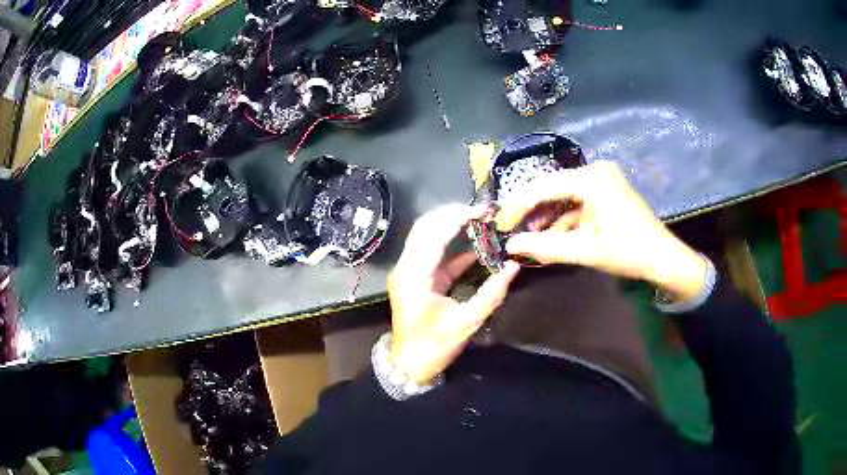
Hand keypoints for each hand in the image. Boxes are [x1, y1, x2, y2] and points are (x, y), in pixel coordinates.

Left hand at [388, 204, 520, 383]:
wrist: (409, 364)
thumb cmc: (435, 346)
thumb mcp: (467, 322)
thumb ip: (491, 293)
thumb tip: (513, 267)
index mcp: (415, 276)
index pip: (433, 234)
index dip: (458, 217)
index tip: (483, 211)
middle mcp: (406, 267)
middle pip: (425, 227)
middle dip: (452, 215)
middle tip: (481, 212)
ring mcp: (408, 271)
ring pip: (425, 236)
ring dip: (450, 226)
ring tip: (478, 221)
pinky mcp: (414, 278)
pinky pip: (431, 253)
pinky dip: (450, 246)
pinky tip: (473, 245)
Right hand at [496, 160, 707, 301]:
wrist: (663, 258)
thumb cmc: (627, 251)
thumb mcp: (584, 250)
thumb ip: (545, 247)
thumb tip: (510, 246)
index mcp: (590, 179)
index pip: (543, 187)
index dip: (518, 205)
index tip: (499, 223)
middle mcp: (596, 170)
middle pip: (553, 188)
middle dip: (532, 210)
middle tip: (511, 229)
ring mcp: (604, 179)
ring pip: (565, 195)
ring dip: (548, 216)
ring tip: (530, 236)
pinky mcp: (608, 190)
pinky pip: (579, 200)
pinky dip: (566, 218)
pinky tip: (552, 234)